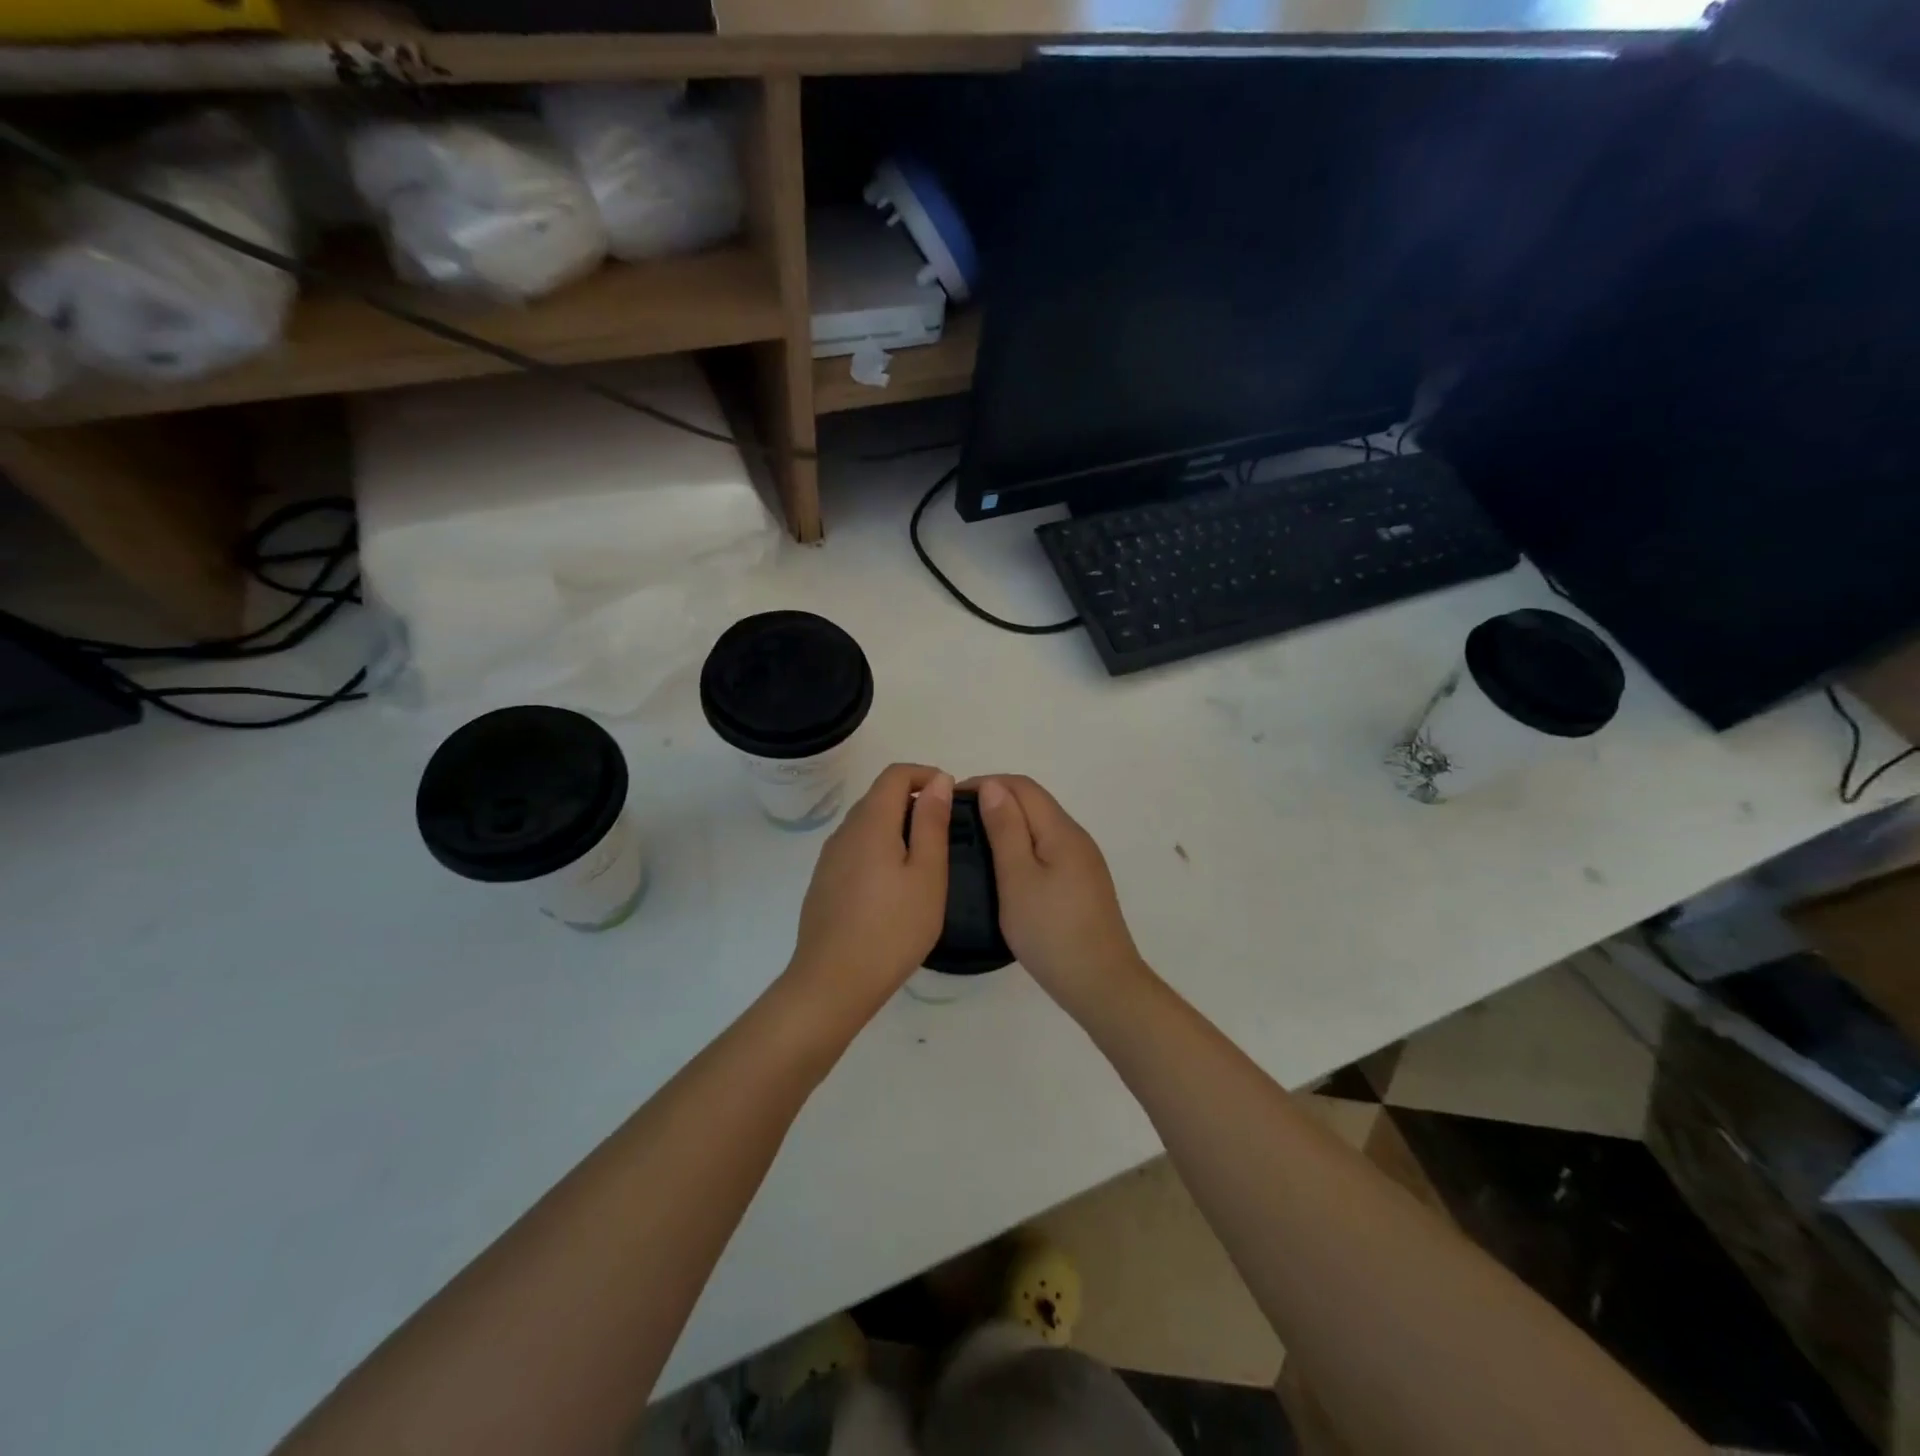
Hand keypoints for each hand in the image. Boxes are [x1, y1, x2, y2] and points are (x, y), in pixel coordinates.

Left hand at [787, 763, 952, 1022]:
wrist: (833, 982)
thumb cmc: (892, 929)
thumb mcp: (927, 875)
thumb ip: (932, 823)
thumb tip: (938, 781)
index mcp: (871, 823)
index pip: (894, 775)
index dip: (924, 774)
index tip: (950, 796)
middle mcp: (844, 832)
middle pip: (878, 797)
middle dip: (912, 800)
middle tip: (944, 830)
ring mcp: (829, 858)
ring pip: (866, 824)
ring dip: (896, 826)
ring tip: (924, 860)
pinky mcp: (823, 882)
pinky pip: (855, 848)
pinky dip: (879, 848)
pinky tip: (894, 886)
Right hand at [971, 775, 1146, 1018]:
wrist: (1101, 983)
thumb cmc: (1051, 931)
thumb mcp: (1017, 878)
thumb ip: (1006, 829)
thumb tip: (993, 786)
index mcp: (1061, 831)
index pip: (1023, 786)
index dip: (987, 783)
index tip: (952, 800)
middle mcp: (1077, 837)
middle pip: (1035, 802)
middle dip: (996, 800)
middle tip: (958, 821)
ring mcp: (1083, 862)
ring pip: (1041, 826)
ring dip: (1009, 823)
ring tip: (975, 842)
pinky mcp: (1083, 883)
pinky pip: (1048, 848)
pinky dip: (1023, 845)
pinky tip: (1005, 868)